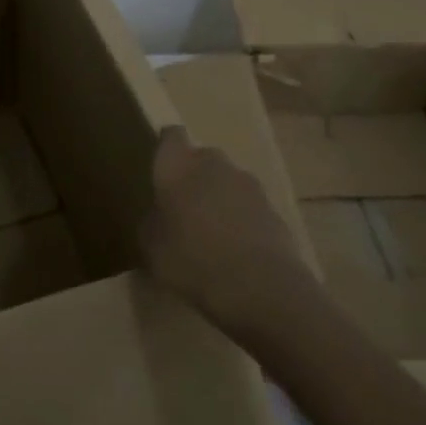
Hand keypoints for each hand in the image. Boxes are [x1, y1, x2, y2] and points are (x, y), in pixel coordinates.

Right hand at [140, 126, 313, 337]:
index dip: (166, 147)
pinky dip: (239, 218)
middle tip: (182, 206)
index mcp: (178, 167)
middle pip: (202, 157)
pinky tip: (234, 248)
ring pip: (227, 181)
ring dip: (218, 197)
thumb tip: (161, 215)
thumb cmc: (192, 261)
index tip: (161, 167)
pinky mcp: (274, 208)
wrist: (260, 287)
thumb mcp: (152, 247)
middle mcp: (214, 165)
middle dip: (193, 175)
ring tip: (209, 231)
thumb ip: (153, 222)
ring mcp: (248, 185)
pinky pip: (247, 205)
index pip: (171, 137)